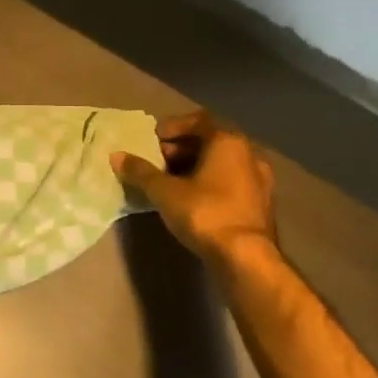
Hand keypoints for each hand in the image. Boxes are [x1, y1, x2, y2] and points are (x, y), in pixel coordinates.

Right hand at [112, 111, 275, 265]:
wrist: (245, 257)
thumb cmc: (204, 212)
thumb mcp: (163, 191)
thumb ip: (140, 171)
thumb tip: (116, 155)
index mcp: (228, 142)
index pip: (199, 120)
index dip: (173, 126)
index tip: (153, 140)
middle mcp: (249, 154)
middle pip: (211, 140)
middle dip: (182, 147)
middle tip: (158, 160)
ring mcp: (260, 179)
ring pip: (223, 162)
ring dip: (196, 165)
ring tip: (171, 180)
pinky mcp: (261, 202)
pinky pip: (232, 180)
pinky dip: (211, 181)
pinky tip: (192, 198)